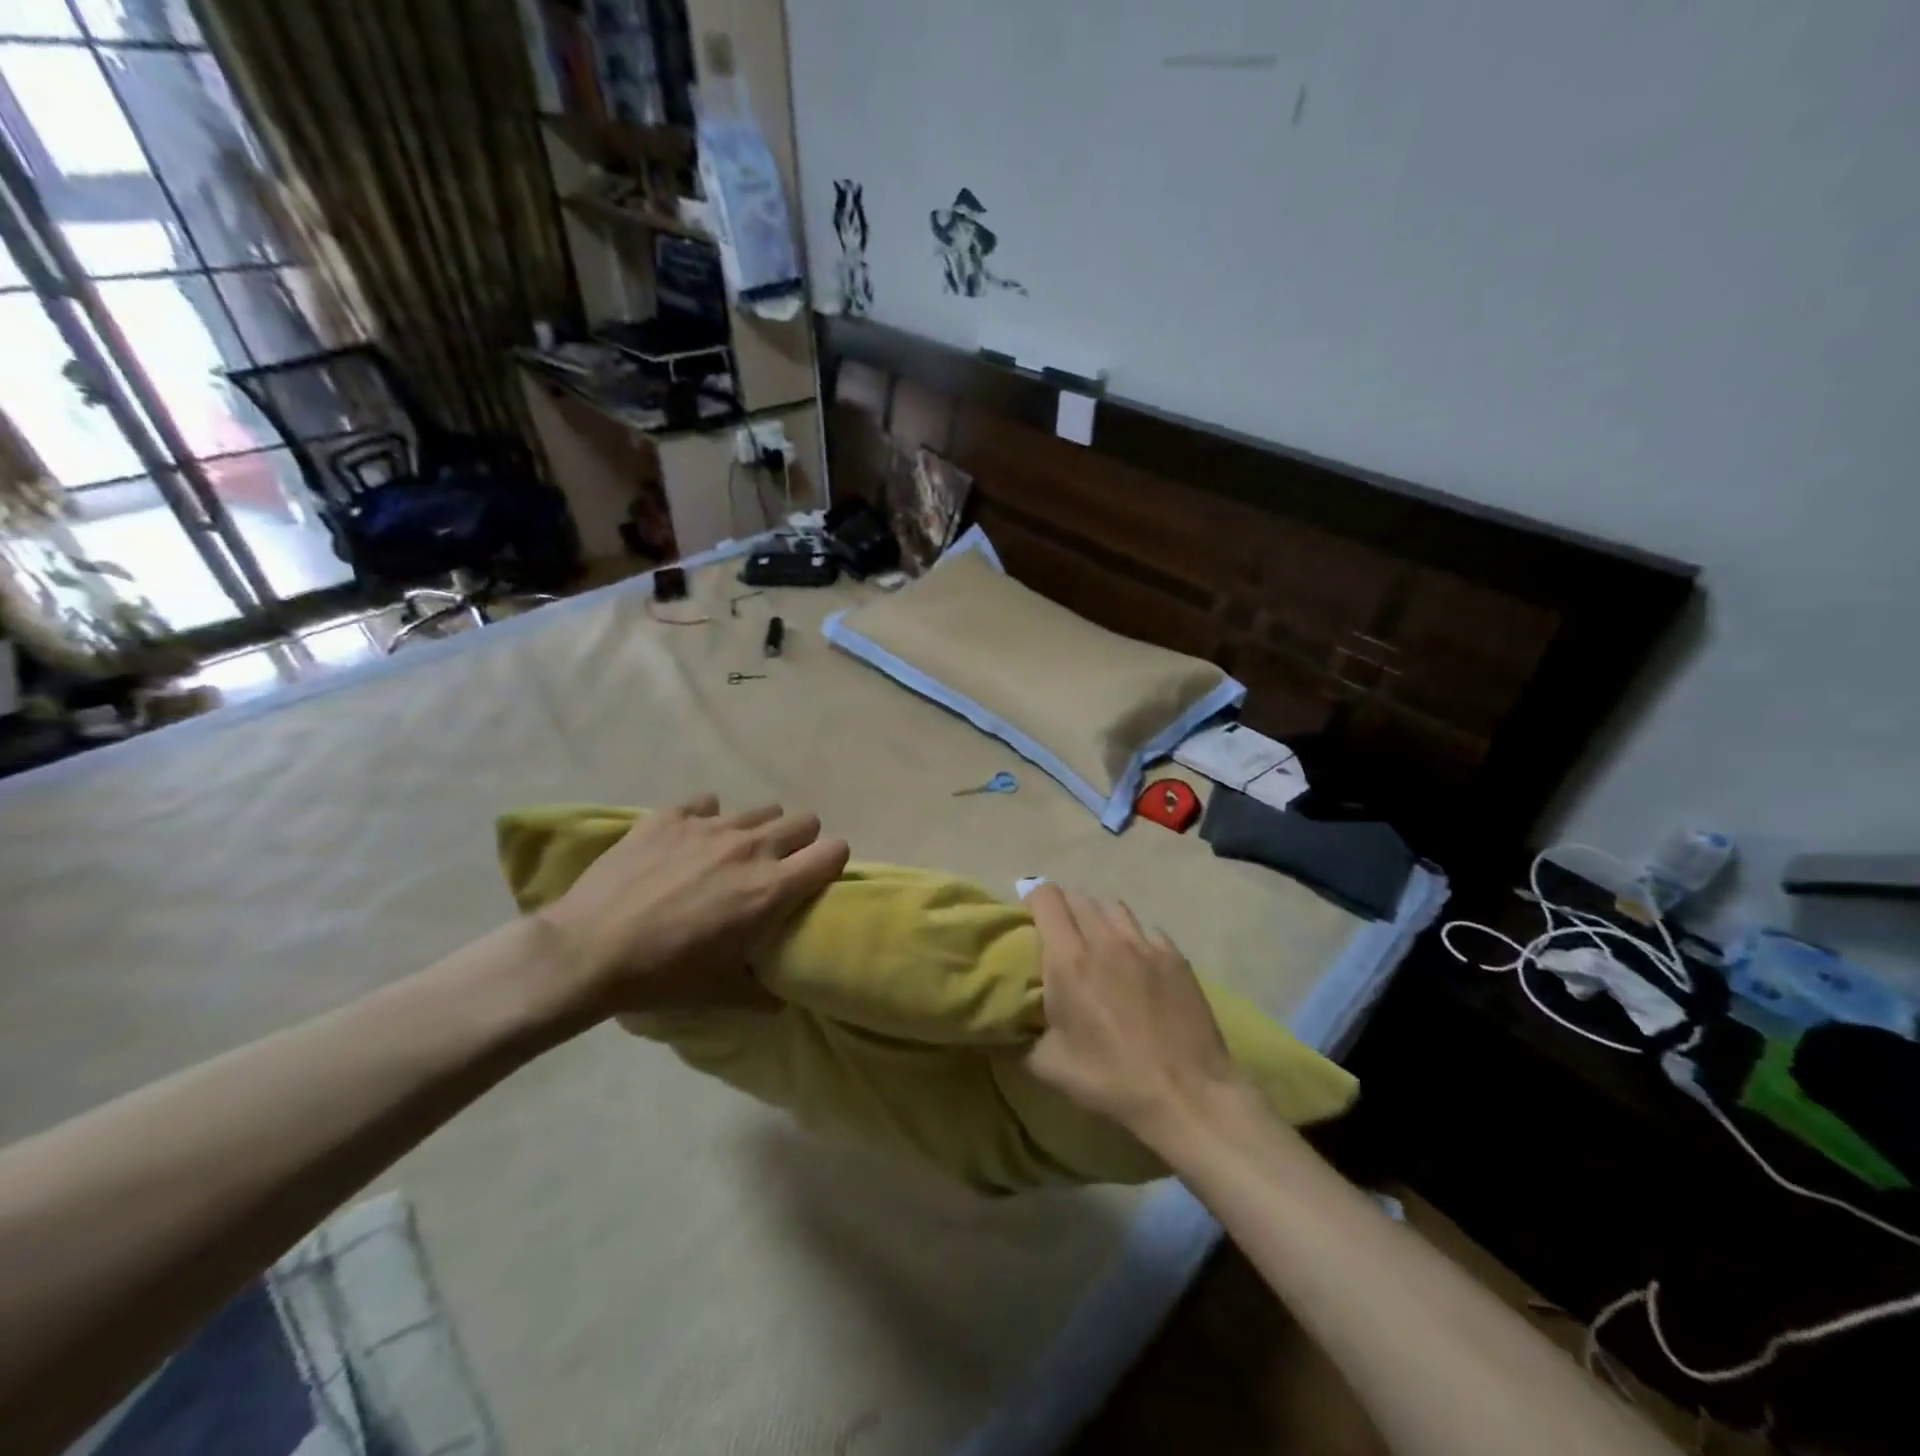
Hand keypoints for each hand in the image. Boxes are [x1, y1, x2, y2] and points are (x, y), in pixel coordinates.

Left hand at [535, 795, 848, 1014]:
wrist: (586, 952)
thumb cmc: (662, 976)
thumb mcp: (722, 993)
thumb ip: (763, 992)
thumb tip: (780, 996)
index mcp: (771, 888)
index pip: (834, 851)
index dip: (832, 863)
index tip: (816, 879)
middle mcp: (751, 847)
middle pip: (804, 820)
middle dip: (799, 842)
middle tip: (775, 868)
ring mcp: (710, 826)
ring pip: (760, 809)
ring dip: (756, 830)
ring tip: (730, 855)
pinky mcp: (671, 816)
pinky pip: (707, 803)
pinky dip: (706, 819)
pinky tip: (687, 843)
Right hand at [1025, 884, 1247, 1144]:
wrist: (1187, 1094)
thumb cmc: (1111, 1079)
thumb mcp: (1049, 1067)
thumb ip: (1019, 1038)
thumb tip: (1004, 1025)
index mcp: (1069, 960)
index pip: (1047, 899)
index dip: (1033, 897)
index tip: (1027, 914)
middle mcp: (1106, 940)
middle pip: (1079, 898)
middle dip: (1063, 907)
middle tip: (1058, 933)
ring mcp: (1145, 945)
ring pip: (1114, 907)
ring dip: (1098, 916)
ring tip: (1096, 940)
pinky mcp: (1175, 957)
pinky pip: (1147, 929)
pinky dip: (1133, 936)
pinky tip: (1135, 961)